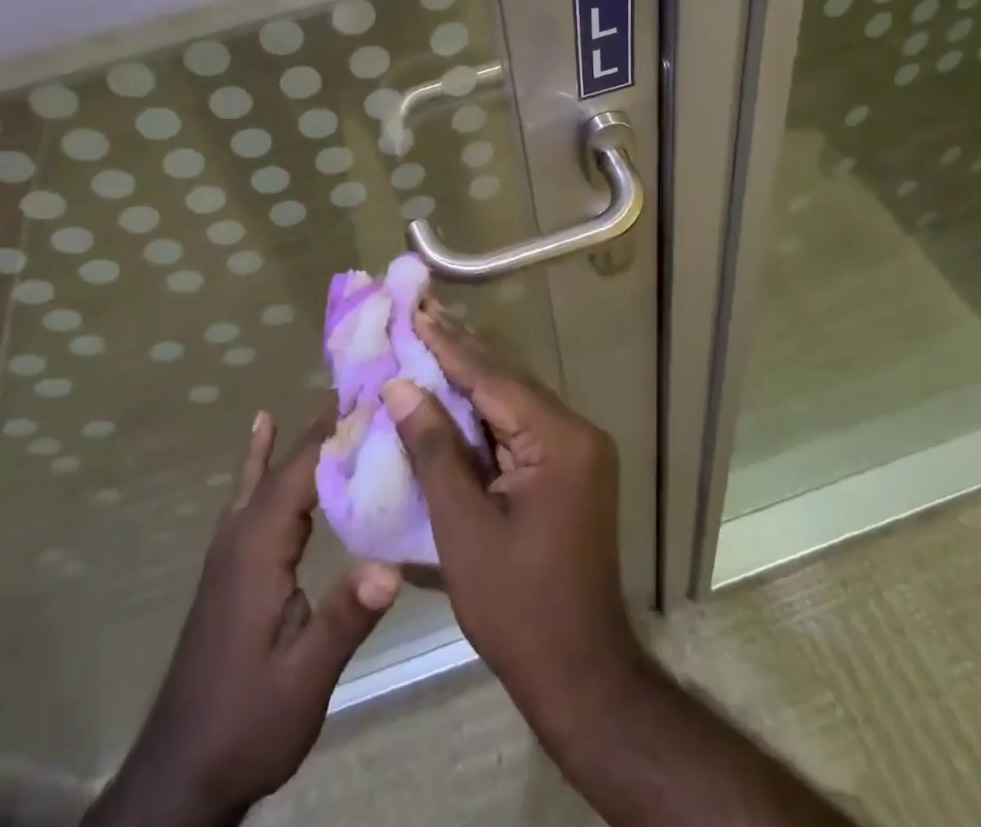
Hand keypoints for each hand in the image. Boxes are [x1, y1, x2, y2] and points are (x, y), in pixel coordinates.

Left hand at [86, 411, 401, 826]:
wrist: (183, 773)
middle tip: (367, 383)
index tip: (376, 391)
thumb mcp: (304, 679)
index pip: (304, 470)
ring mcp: (231, 546)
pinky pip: (250, 492)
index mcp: (260, 548)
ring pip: (269, 472)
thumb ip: (344, 619)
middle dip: (326, 423)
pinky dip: (261, 456)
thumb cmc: (247, 722)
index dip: (338, 429)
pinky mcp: (232, 562)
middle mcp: (241, 533)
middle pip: (288, 463)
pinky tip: (262, 428)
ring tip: (333, 397)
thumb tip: (392, 565)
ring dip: (302, 435)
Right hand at [383, 301, 642, 730]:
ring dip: (469, 375)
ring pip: (512, 400)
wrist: (579, 672)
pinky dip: (483, 410)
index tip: (415, 310)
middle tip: (419, 309)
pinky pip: (519, 425)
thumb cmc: (517, 607)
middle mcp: (576, 432)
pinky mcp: (568, 468)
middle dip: (459, 349)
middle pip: (506, 381)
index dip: (448, 345)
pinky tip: (452, 391)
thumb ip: (434, 451)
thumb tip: (401, 387)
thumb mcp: (463, 528)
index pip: (493, 378)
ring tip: (428, 336)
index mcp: (558, 440)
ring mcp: (576, 450)